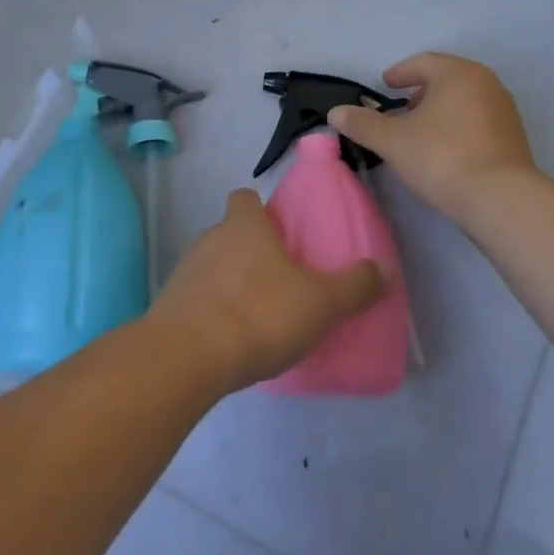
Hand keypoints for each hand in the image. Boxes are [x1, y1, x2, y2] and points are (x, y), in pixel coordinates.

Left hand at [149, 188, 385, 391]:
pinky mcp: (170, 306)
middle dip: (250, 251)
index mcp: (244, 226)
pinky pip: (197, 299)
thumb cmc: (259, 313)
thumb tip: (383, 268)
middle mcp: (210, 238)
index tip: (279, 231)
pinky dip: (212, 312)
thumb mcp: (320, 303)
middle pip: (230, 233)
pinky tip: (232, 339)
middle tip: (279, 279)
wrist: (188, 356)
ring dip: (230, 282)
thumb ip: (353, 287)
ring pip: (212, 266)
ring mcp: (185, 271)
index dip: (260, 209)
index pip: (244, 198)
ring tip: (257, 313)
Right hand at [327, 53, 535, 220]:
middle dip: (422, 91)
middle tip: (402, 109)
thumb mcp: (393, 141)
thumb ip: (362, 124)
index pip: (423, 62)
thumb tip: (335, 112)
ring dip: (441, 110)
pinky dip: (459, 126)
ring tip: (422, 132)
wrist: (501, 199)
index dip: (400, 73)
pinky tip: (446, 150)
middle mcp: (486, 83)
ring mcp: (504, 110)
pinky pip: (479, 120)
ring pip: (465, 99)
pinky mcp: (514, 137)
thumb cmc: (442, 157)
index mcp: (457, 73)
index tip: (386, 85)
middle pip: (447, 78)